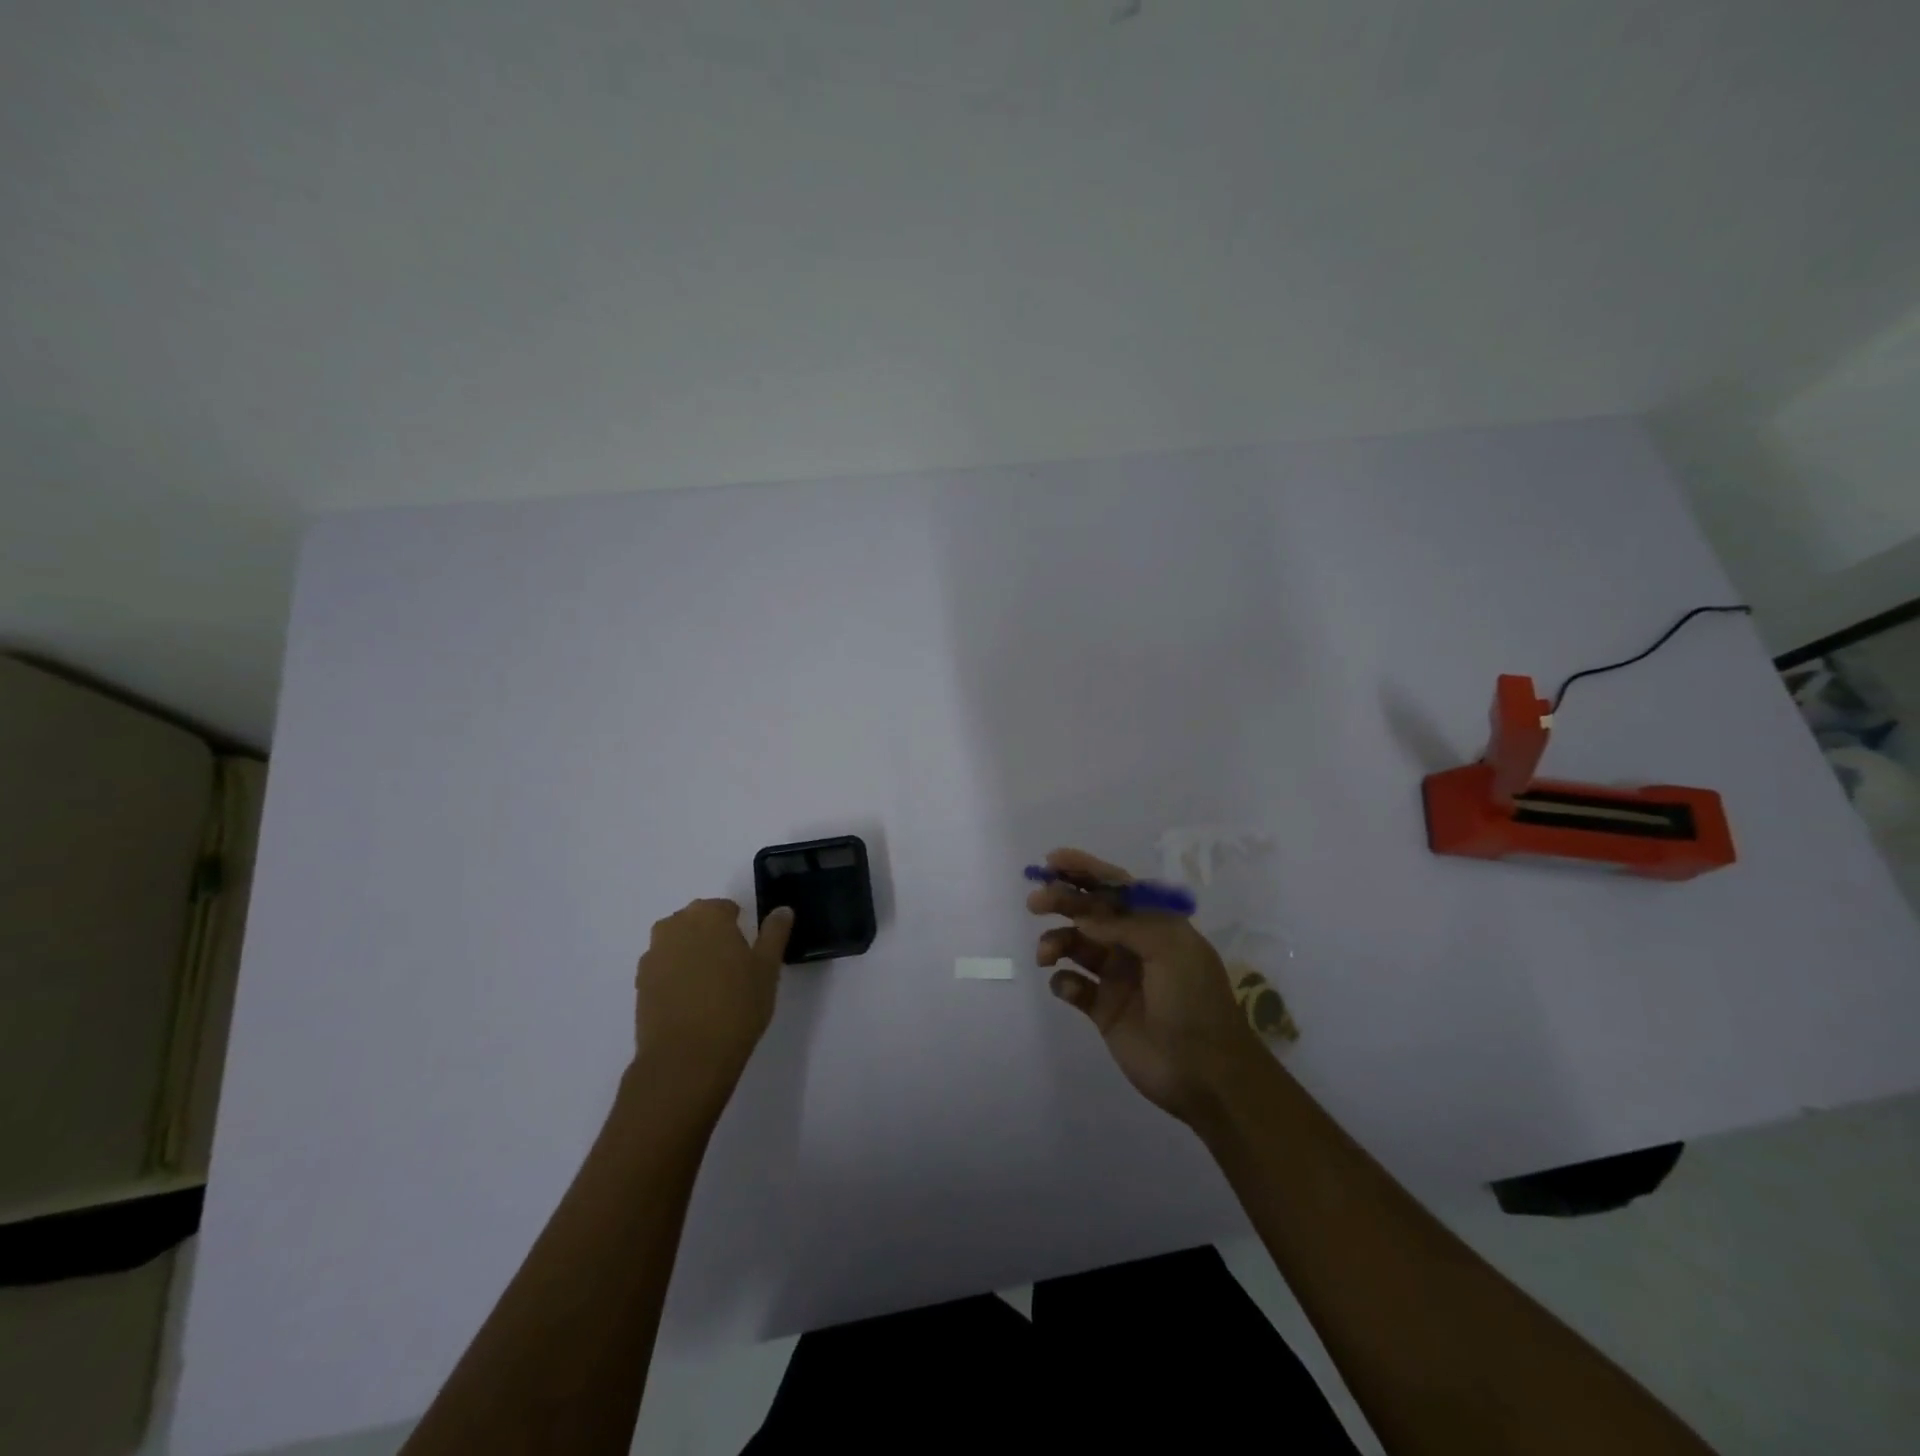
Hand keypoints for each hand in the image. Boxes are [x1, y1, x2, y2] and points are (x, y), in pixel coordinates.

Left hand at [633, 899, 792, 1108]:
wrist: (686, 1059)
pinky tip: (691, 1003)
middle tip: (733, 970)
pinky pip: (663, 969)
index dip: (740, 928)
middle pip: (697, 922)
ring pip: (678, 945)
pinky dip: (676, 977)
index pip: (726, 908)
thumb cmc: (736, 1006)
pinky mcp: (639, 984)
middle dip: (713, 938)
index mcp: (708, 915)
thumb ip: (775, 933)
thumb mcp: (767, 968)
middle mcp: (675, 926)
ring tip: (711, 988)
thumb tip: (782, 910)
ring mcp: (653, 955)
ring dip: (692, 956)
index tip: (749, 953)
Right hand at [1030, 847, 1266, 1126]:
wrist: (1206, 1074)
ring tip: (1046, 954)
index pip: (1117, 887)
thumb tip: (1084, 917)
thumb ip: (1126, 925)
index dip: (1086, 870)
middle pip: (1090, 912)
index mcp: (1156, 924)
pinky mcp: (1103, 1010)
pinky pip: (1073, 986)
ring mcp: (1118, 977)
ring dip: (1057, 941)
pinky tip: (1069, 988)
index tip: (1052, 861)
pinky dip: (1064, 982)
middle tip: (1035, 902)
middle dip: (1062, 901)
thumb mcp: (1171, 949)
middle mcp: (1134, 945)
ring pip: (1076, 946)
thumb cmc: (1193, 1002)